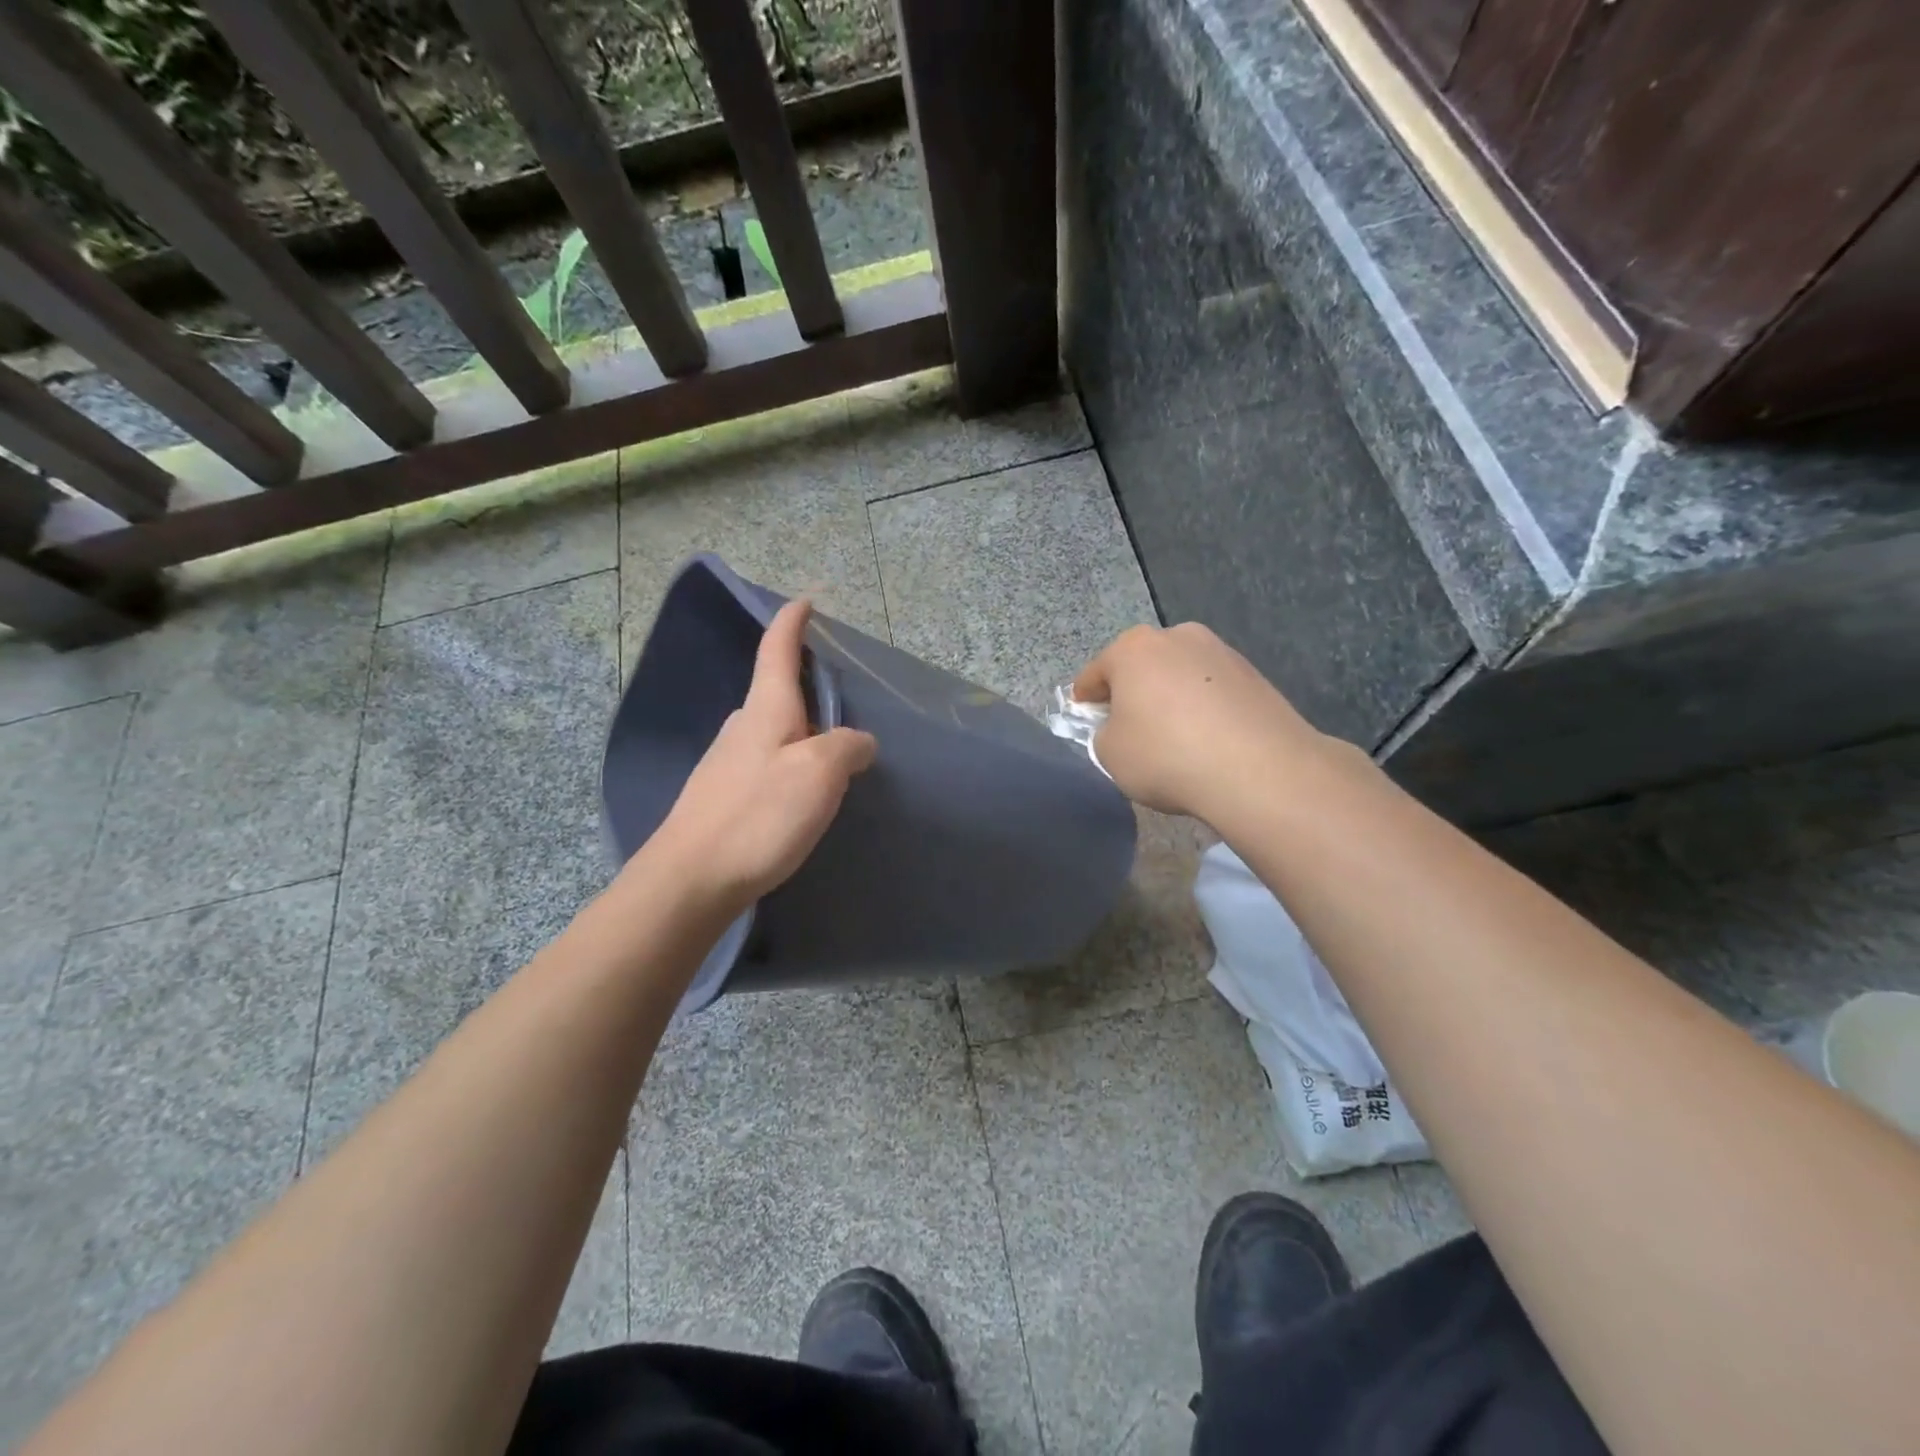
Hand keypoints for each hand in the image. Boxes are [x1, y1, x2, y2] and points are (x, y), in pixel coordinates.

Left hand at [640, 599, 876, 913]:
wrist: (690, 881)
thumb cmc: (758, 817)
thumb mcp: (818, 774)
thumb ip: (847, 747)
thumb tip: (859, 742)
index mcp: (765, 711)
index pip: (777, 651)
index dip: (791, 624)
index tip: (803, 602)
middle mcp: (741, 729)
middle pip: (775, 694)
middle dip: (804, 689)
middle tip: (841, 705)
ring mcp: (725, 764)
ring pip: (771, 734)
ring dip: (799, 734)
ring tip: (830, 758)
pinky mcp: (721, 798)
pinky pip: (764, 765)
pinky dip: (787, 765)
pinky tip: (798, 796)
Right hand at [1072, 622, 1324, 820]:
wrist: (1258, 770)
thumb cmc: (1166, 755)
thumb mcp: (1110, 754)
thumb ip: (1106, 733)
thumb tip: (1124, 728)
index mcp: (1133, 648)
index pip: (1095, 673)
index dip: (1085, 698)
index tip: (1084, 717)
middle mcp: (1177, 637)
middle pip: (1141, 666)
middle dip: (1132, 692)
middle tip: (1129, 728)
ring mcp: (1220, 651)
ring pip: (1180, 676)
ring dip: (1171, 698)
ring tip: (1174, 737)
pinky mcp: (1254, 674)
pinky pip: (1212, 691)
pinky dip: (1203, 708)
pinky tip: (1207, 740)